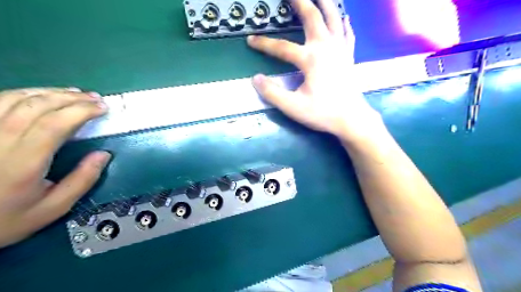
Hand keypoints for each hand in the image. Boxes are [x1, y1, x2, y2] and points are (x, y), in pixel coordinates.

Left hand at [0, 88, 111, 247]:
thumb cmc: (4, 219)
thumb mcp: (52, 209)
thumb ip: (82, 181)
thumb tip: (104, 155)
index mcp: (22, 163)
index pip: (54, 124)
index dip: (82, 111)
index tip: (103, 108)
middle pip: (37, 106)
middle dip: (72, 98)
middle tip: (95, 98)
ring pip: (15, 98)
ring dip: (51, 92)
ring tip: (75, 93)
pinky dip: (25, 94)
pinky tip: (43, 96)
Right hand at [248, 0, 381, 140]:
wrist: (352, 119)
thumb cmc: (322, 113)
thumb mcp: (293, 107)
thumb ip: (272, 93)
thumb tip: (255, 78)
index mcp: (311, 59)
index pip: (281, 47)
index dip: (264, 43)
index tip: (250, 40)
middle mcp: (326, 47)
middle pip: (312, 17)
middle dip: (299, 2)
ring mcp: (340, 49)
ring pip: (334, 17)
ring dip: (325, 3)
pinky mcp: (349, 56)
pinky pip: (347, 32)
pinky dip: (344, 22)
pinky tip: (343, 17)